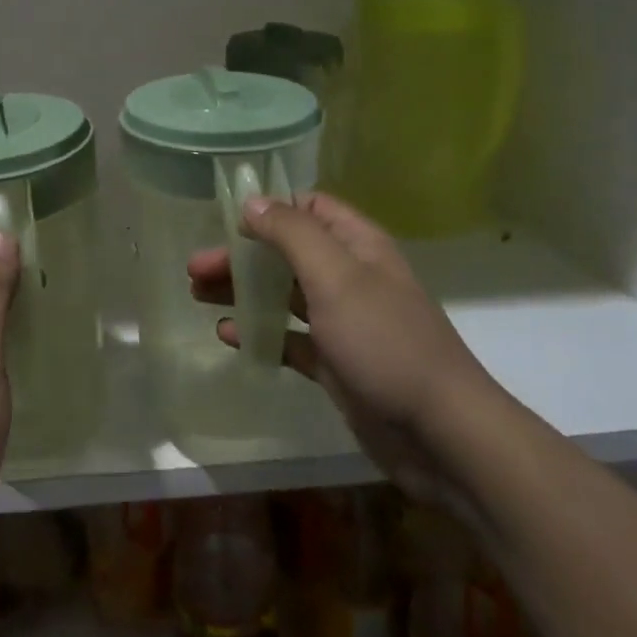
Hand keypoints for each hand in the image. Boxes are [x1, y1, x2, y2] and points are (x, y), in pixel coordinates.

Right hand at [188, 193, 497, 495]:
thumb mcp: (335, 276)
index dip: (271, 208)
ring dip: (243, 291)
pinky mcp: (337, 363)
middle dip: (242, 255)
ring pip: (284, 295)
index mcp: (358, 246)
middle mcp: (351, 277)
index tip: (226, 219)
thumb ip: (292, 234)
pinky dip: (261, 333)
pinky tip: (229, 336)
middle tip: (195, 267)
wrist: (441, 434)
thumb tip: (253, 201)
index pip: (311, 207)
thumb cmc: (385, 342)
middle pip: (287, 252)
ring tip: (197, 295)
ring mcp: (344, 322)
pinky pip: (290, 339)